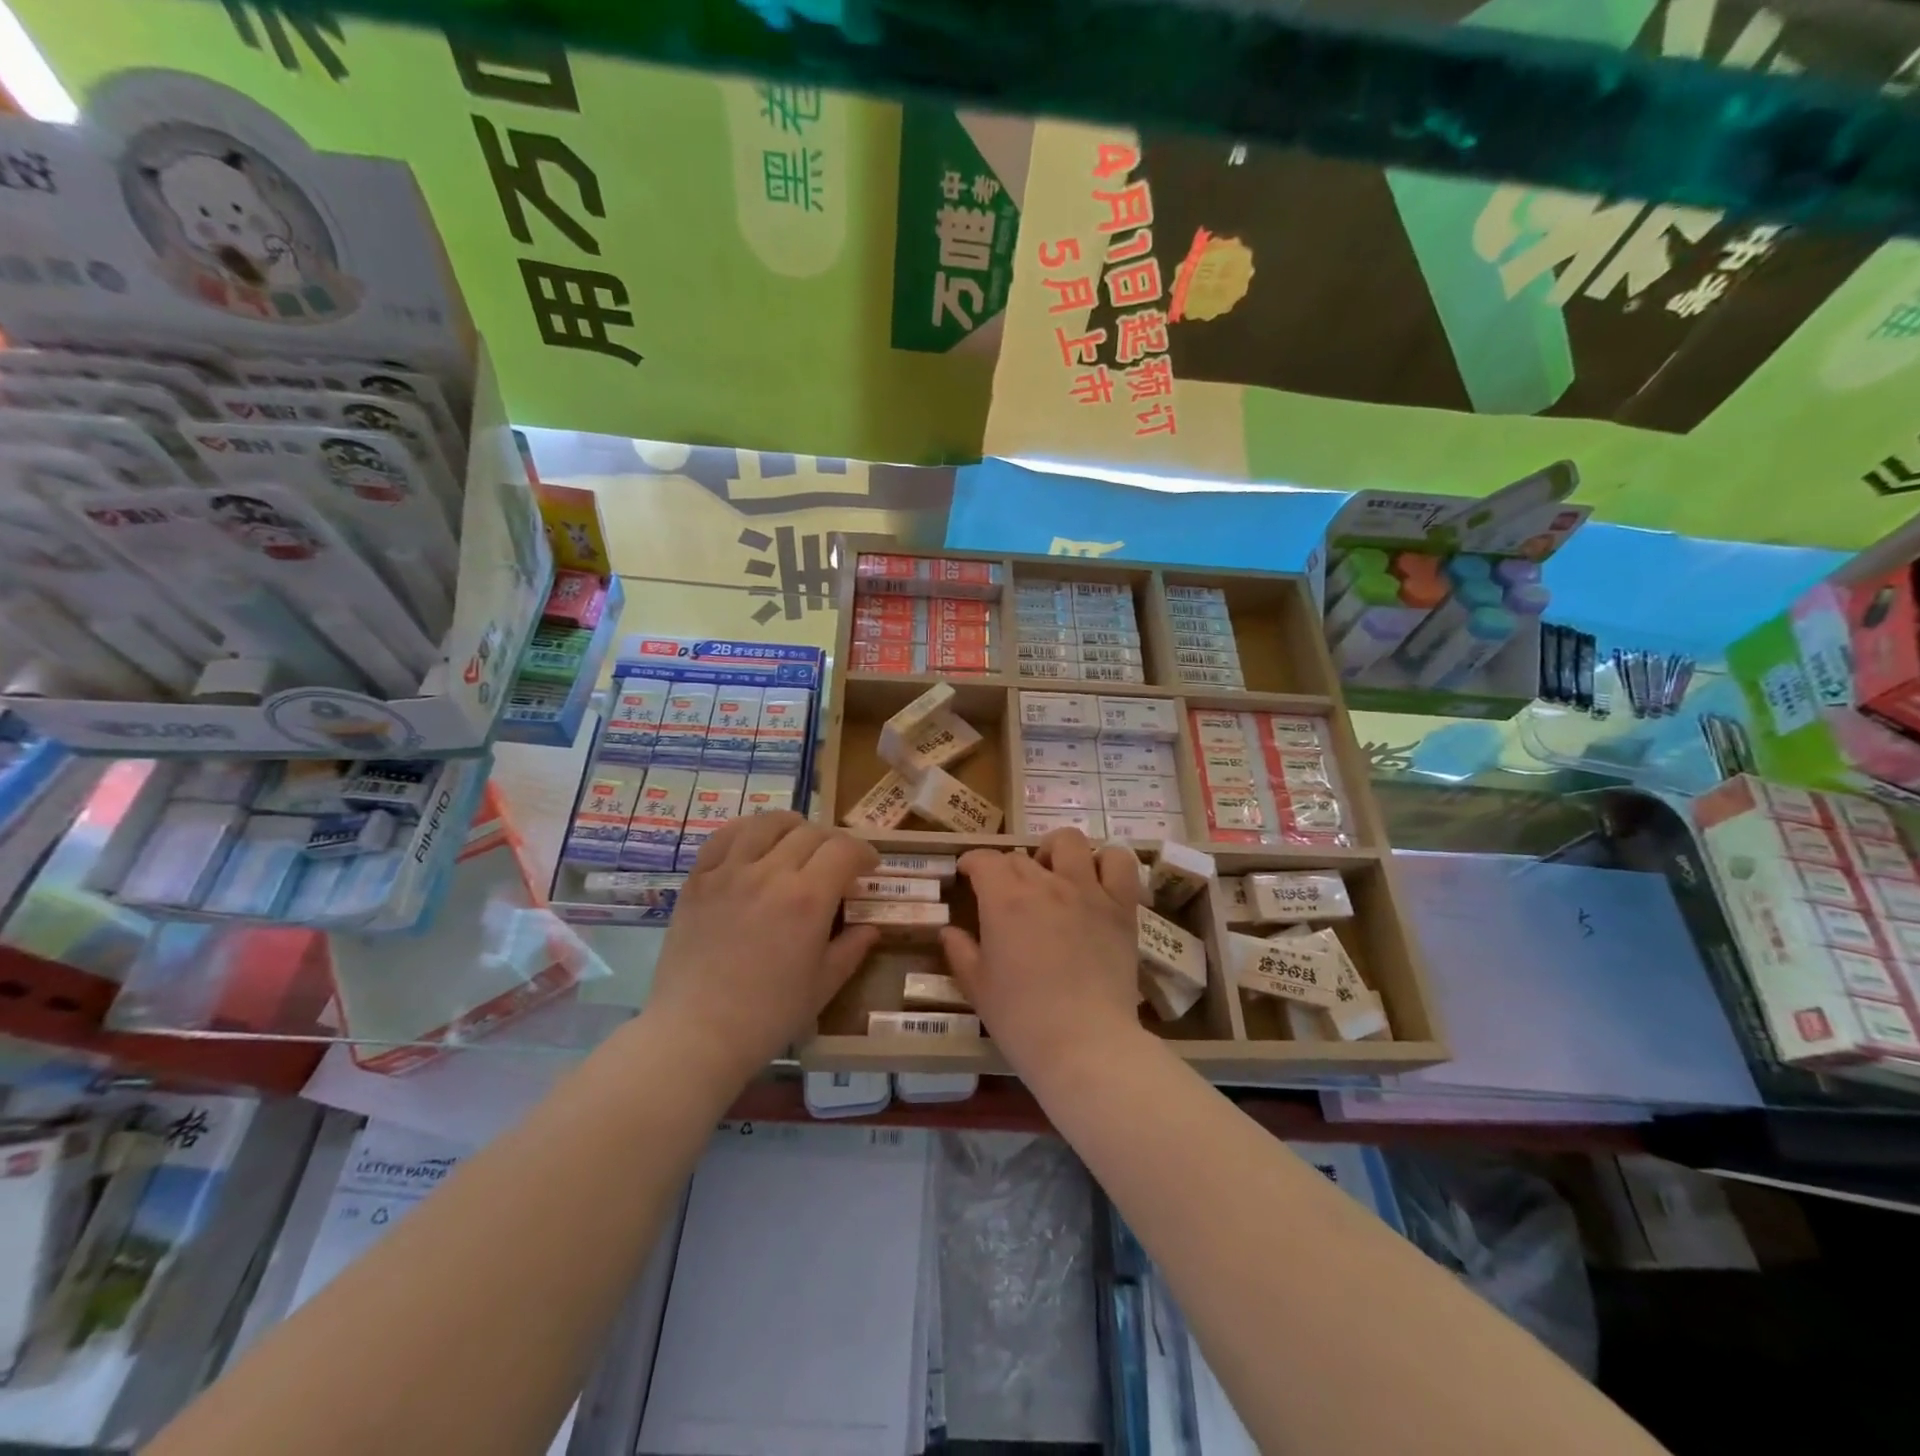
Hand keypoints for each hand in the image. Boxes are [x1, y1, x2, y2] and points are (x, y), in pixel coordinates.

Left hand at [647, 811, 879, 1084]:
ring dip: (792, 826)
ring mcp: (729, 872)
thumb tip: (870, 928)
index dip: (864, 852)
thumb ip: (851, 949)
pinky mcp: (698, 880)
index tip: (869, 867)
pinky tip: (754, 842)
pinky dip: (746, 830)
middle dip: (833, 842)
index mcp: (808, 899)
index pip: (844, 849)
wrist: (696, 1034)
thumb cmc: (767, 1016)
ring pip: (767, 823)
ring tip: (797, 841)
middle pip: (811, 832)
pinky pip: (724, 836)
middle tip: (837, 862)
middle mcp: (770, 873)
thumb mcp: (823, 986)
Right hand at [941, 828, 1144, 1072]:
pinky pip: (1120, 862)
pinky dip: (1107, 862)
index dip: (973, 863)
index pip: (985, 859)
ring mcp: (1087, 890)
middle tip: (1006, 896)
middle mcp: (1045, 883)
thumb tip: (948, 931)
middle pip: (1020, 857)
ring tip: (1053, 875)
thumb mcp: (977, 987)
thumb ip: (960, 951)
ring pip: (1069, 842)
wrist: (1083, 1043)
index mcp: (1004, 899)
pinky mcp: (1121, 906)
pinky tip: (1096, 880)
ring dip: (1055, 852)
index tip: (968, 875)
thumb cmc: (1021, 1018)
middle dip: (1007, 870)